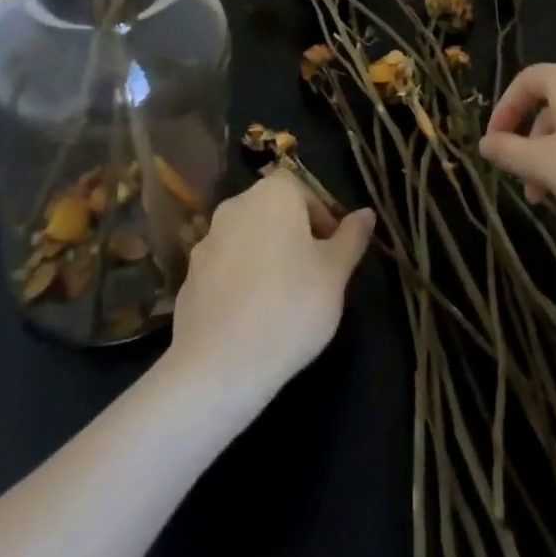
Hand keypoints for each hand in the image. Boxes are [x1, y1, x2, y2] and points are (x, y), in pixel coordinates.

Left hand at [166, 169, 374, 407]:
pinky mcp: (189, 279)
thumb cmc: (290, 306)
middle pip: (273, 212)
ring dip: (266, 259)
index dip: (322, 218)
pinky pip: (225, 271)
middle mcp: (235, 206)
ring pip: (248, 241)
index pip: (303, 190)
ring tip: (284, 302)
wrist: (218, 366)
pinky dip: (240, 284)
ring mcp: (206, 242)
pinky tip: (253, 320)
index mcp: (273, 194)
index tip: (333, 253)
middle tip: (314, 277)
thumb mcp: (335, 273)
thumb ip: (352, 238)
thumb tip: (366, 213)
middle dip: (294, 237)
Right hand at [478, 63, 555, 240]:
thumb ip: (509, 152)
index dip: (504, 110)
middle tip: (523, 181)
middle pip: (550, 104)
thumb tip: (484, 143)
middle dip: (530, 143)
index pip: (525, 81)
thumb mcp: (545, 166)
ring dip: (554, 156)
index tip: (495, 144)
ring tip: (551, 198)